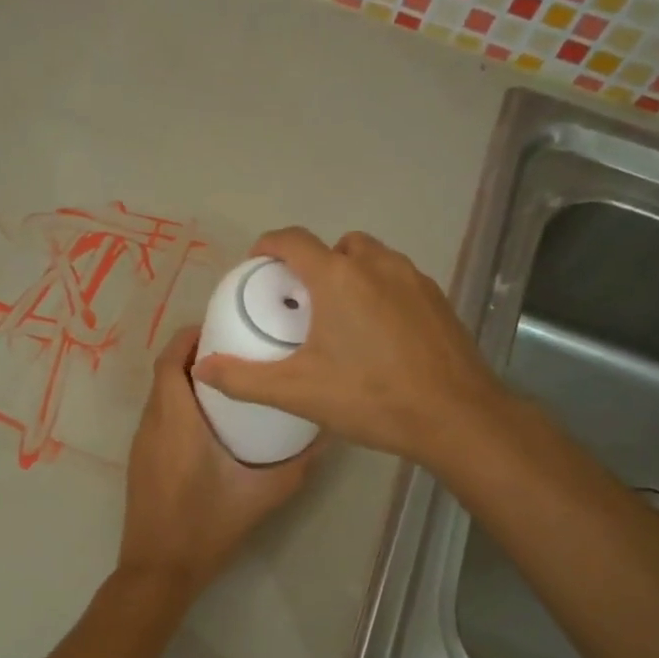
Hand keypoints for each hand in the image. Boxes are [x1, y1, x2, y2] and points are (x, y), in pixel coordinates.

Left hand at [118, 325, 313, 597]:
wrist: (159, 570)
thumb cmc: (207, 526)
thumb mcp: (261, 494)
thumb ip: (297, 465)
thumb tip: (326, 435)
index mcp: (175, 420)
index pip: (170, 359)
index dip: (190, 336)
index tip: (221, 326)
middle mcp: (151, 423)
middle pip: (164, 372)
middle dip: (194, 354)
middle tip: (235, 350)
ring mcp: (141, 443)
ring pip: (159, 394)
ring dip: (185, 379)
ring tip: (228, 379)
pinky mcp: (140, 460)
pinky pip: (157, 416)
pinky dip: (177, 403)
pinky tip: (209, 420)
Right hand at [192, 228, 508, 464]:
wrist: (456, 416)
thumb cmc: (371, 397)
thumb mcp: (298, 392)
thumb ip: (244, 379)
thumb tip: (202, 368)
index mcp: (338, 277)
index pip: (293, 240)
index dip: (269, 245)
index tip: (258, 264)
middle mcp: (377, 265)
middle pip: (336, 246)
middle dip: (315, 263)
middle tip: (303, 301)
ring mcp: (413, 279)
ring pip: (373, 259)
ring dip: (351, 274)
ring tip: (341, 317)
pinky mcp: (438, 299)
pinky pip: (399, 280)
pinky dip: (381, 292)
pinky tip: (380, 334)